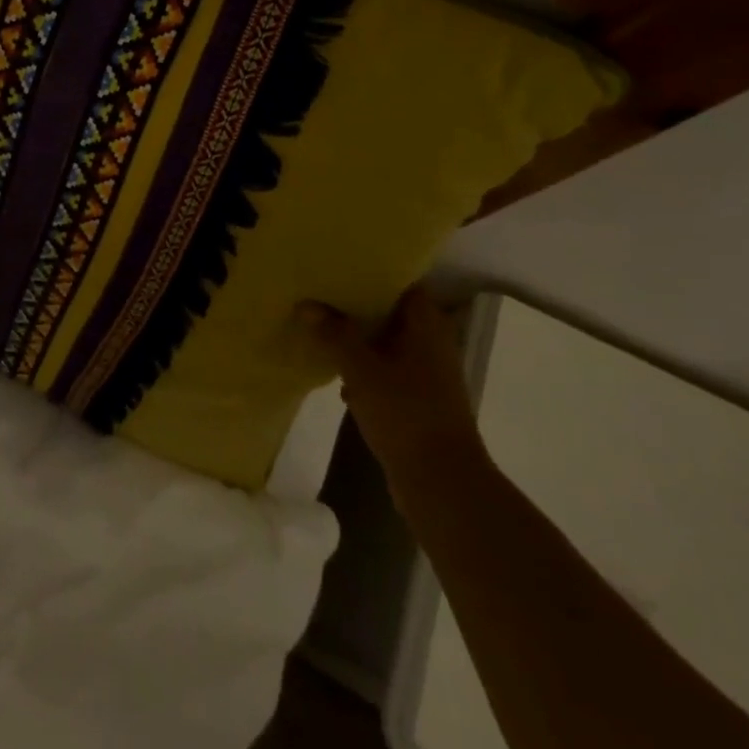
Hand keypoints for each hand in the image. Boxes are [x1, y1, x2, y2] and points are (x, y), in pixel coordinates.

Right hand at [301, 288, 487, 507]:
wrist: (441, 483)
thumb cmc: (405, 413)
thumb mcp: (361, 368)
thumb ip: (335, 334)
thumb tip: (307, 304)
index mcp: (426, 325)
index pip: (402, 283)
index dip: (374, 272)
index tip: (341, 265)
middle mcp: (432, 344)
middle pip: (392, 313)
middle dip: (358, 306)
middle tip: (321, 294)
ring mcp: (427, 375)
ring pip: (387, 345)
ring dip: (359, 340)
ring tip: (321, 328)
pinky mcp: (418, 402)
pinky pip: (387, 373)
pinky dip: (365, 370)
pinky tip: (337, 376)